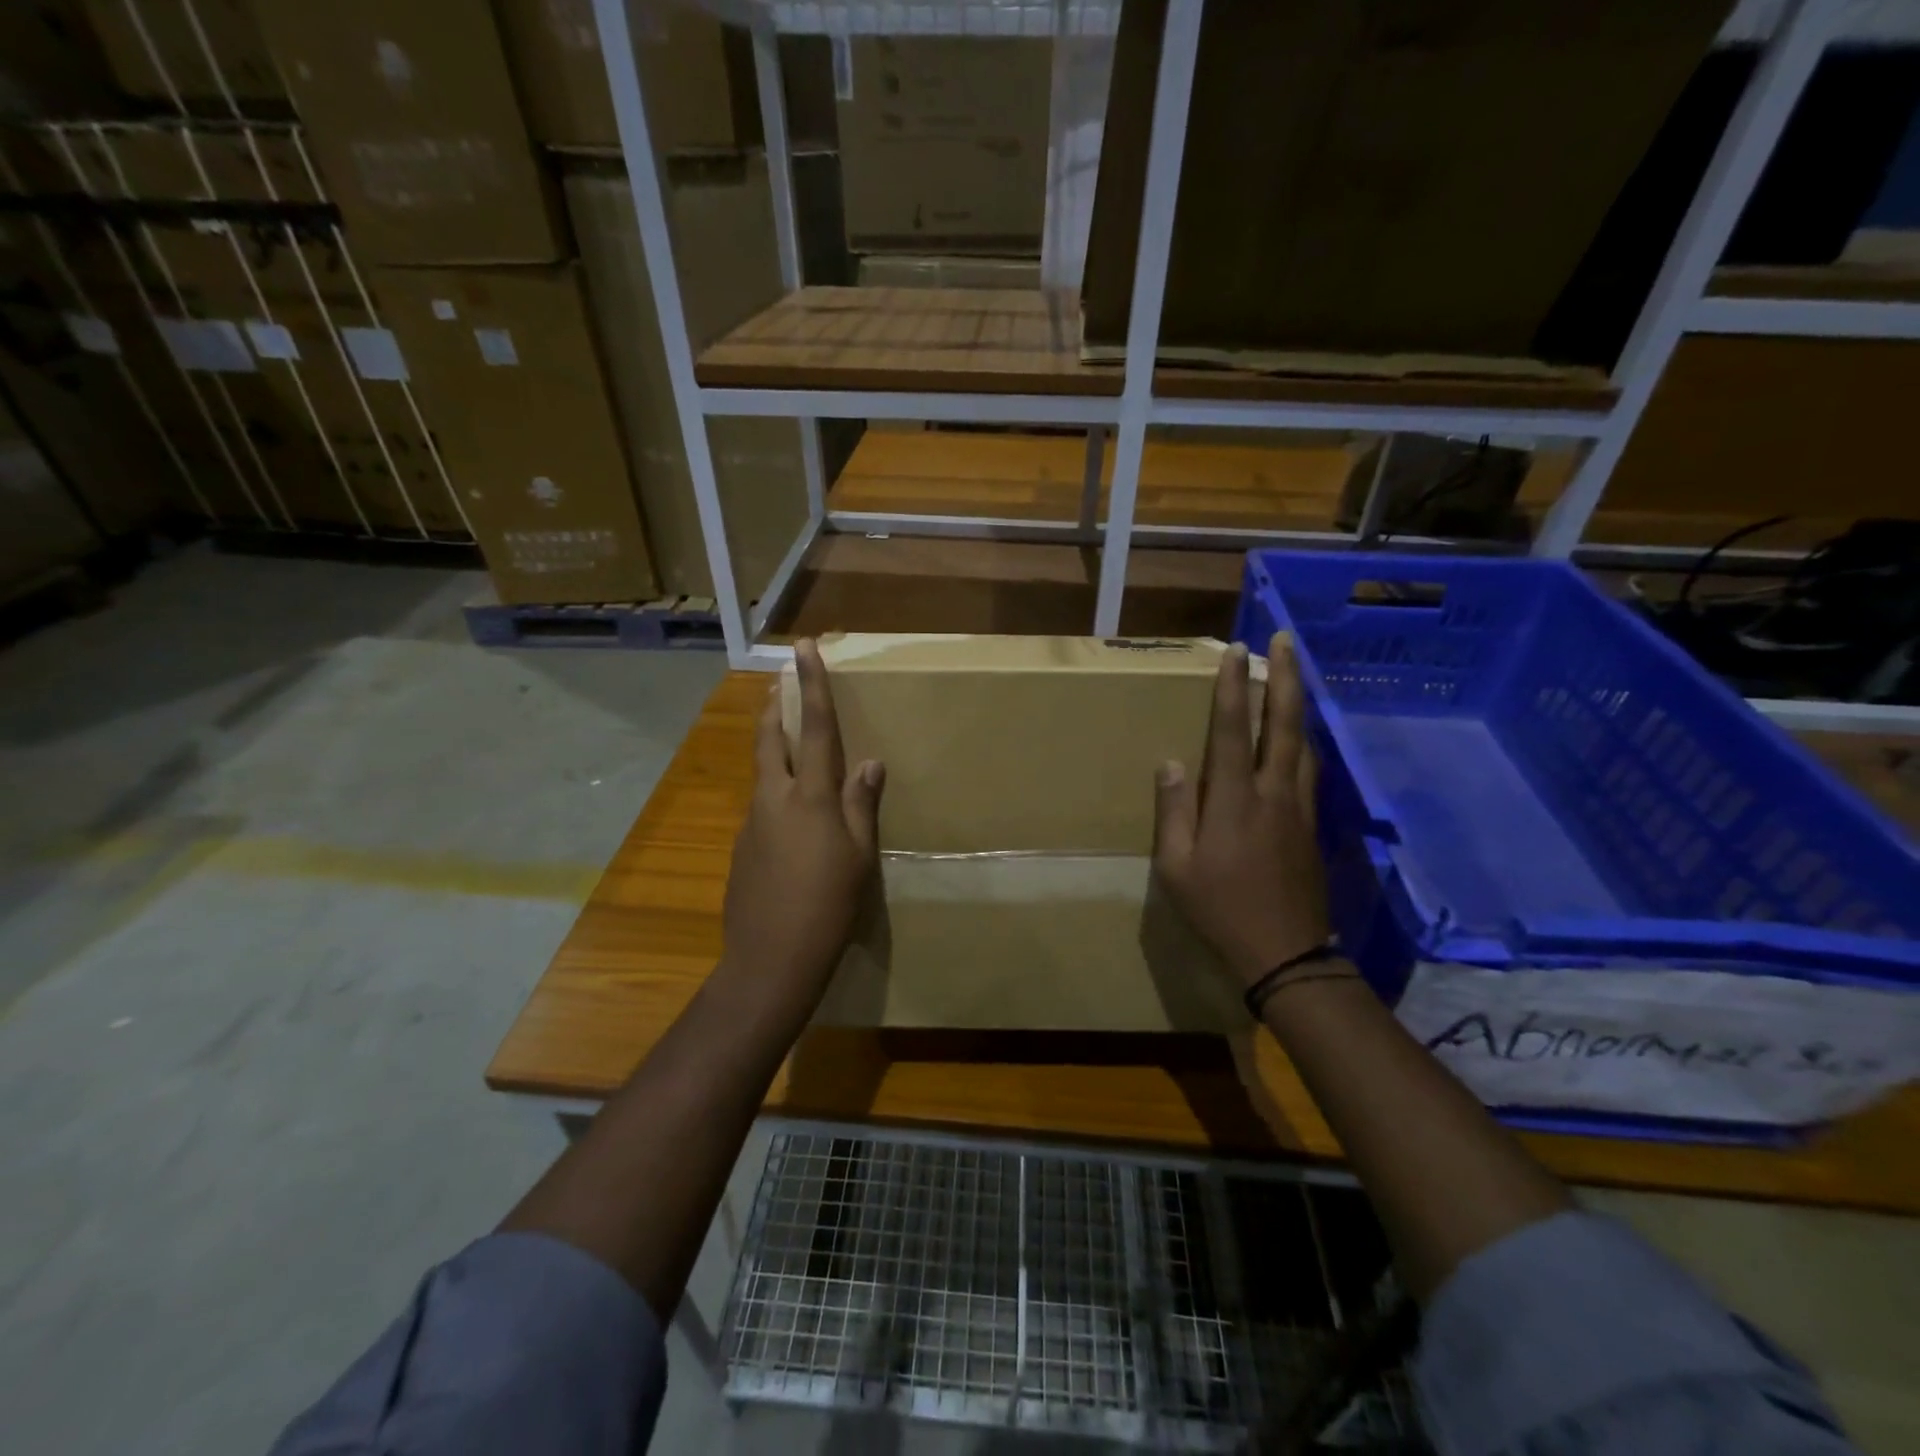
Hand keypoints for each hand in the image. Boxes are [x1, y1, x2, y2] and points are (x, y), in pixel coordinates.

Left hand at [721, 639, 884, 1003]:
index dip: (812, 686)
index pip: (816, 729)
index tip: (803, 648)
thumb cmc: (828, 907)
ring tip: (791, 747)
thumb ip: (861, 805)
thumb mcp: (858, 856)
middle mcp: (774, 799)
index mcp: (810, 798)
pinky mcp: (740, 849)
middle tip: (779, 684)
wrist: (770, 961)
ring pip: (763, 773)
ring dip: (774, 750)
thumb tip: (870, 763)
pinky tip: (791, 822)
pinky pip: (761, 807)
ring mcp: (751, 824)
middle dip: (775, 707)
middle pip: (770, 739)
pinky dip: (775, 795)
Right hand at [1152, 634, 1330, 985]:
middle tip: (1286, 641)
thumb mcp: (1177, 867)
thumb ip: (1175, 811)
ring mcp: (1298, 808)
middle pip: (1282, 724)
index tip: (1237, 650)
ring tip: (1294, 676)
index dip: (1233, 687)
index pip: (1231, 731)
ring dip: (1298, 704)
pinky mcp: (1312, 826)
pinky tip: (1299, 737)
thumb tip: (1172, 762)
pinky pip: (1309, 770)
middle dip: (1285, 678)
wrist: (1286, 953)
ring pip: (1303, 744)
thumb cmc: (1220, 910)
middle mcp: (1272, 793)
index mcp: (1233, 801)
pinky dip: (1303, 740)